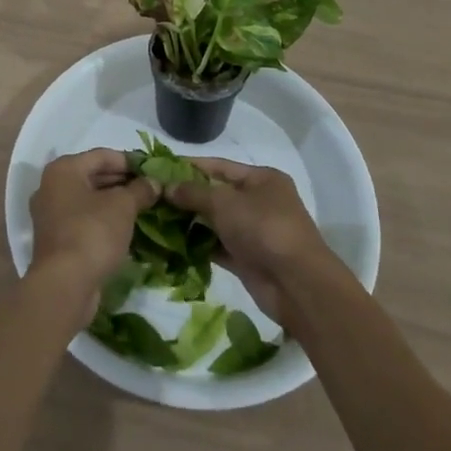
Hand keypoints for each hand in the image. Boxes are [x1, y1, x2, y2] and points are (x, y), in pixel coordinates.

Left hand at [29, 148, 158, 324]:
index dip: (130, 161)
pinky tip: (126, 228)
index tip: (153, 170)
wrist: (64, 286)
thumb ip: (140, 190)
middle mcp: (52, 187)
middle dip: (123, 182)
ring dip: (114, 202)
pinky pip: (84, 220)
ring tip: (143, 207)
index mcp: (63, 169)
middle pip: (93, 176)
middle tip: (150, 189)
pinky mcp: (56, 240)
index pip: (102, 155)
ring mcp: (51, 215)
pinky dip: (103, 220)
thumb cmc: (92, 233)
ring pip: (89, 200)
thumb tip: (154, 182)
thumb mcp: (122, 206)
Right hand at [169, 159, 341, 327]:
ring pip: (217, 222)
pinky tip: (173, 244)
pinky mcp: (248, 259)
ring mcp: (255, 232)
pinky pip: (218, 246)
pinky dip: (199, 245)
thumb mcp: (224, 202)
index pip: (220, 166)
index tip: (161, 166)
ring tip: (157, 219)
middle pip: (217, 194)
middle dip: (188, 196)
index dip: (191, 166)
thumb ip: (193, 193)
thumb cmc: (263, 227)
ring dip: (191, 222)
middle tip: (154, 196)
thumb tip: (166, 187)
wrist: (296, 284)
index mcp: (262, 179)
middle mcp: (260, 202)